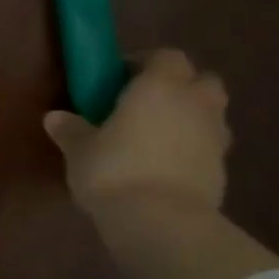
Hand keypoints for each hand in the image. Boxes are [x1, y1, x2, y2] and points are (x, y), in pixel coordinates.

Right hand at [43, 49, 230, 217]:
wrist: (160, 222)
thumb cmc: (114, 171)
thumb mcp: (79, 150)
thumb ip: (71, 130)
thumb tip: (55, 118)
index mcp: (160, 86)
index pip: (166, 56)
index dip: (146, 64)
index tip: (121, 80)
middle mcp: (195, 103)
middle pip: (202, 81)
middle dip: (181, 87)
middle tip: (147, 106)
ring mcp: (215, 137)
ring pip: (211, 115)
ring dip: (191, 119)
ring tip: (158, 139)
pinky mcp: (222, 170)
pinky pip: (209, 148)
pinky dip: (194, 151)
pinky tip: (167, 169)